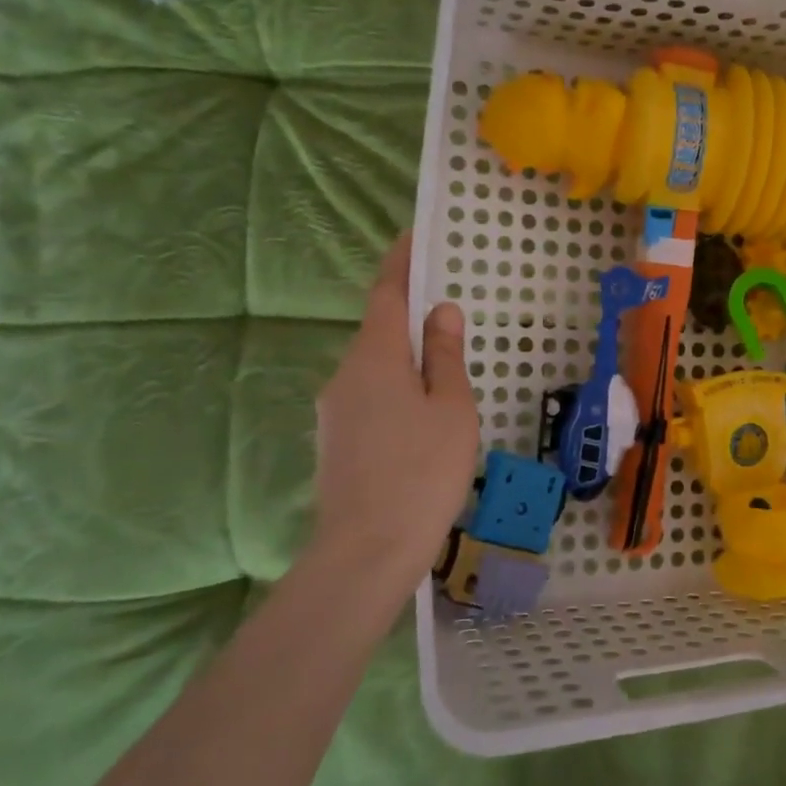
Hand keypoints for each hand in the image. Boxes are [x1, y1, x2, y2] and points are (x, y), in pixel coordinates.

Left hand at [308, 234, 479, 603]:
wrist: (367, 550)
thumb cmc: (423, 471)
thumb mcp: (451, 409)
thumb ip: (444, 356)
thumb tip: (440, 312)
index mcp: (375, 358)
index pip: (386, 294)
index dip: (400, 262)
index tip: (413, 235)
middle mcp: (345, 375)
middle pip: (378, 331)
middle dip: (408, 316)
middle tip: (446, 314)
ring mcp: (334, 410)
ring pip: (374, 368)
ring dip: (404, 359)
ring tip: (443, 375)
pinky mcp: (335, 441)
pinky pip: (369, 397)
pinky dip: (395, 390)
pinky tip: (421, 419)